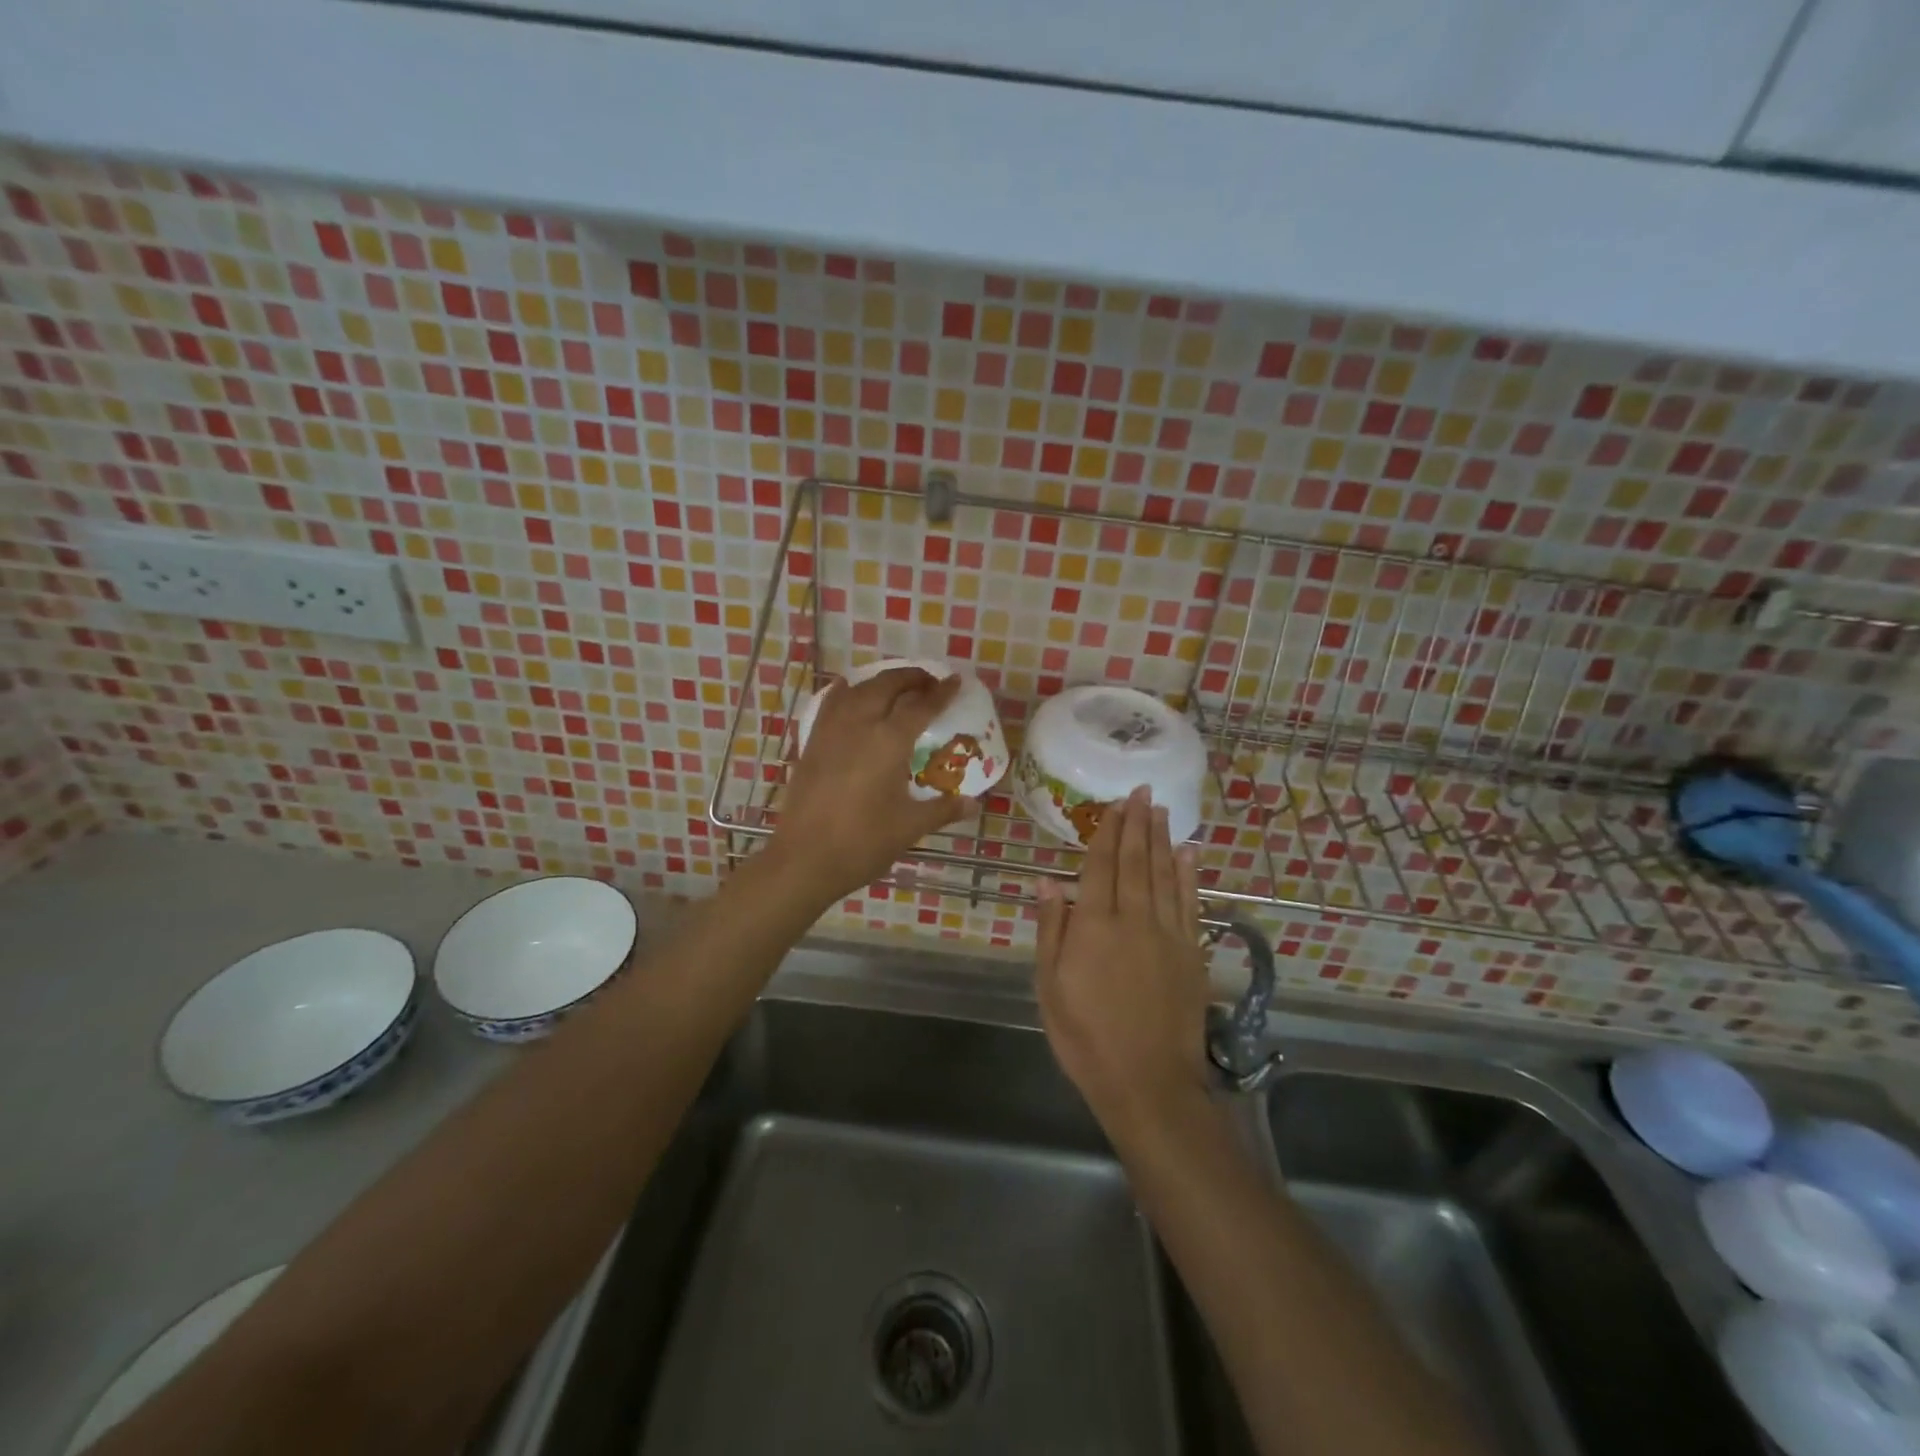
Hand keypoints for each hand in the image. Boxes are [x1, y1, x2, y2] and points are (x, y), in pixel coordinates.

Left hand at [770, 666, 971, 904]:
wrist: (804, 859)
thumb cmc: (863, 843)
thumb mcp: (910, 827)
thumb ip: (943, 809)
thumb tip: (974, 803)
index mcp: (889, 742)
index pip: (921, 706)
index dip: (941, 692)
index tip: (955, 681)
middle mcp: (860, 725)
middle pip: (887, 685)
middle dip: (911, 678)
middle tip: (929, 683)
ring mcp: (831, 731)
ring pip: (858, 689)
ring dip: (881, 682)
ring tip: (896, 688)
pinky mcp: (812, 743)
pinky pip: (831, 704)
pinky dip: (846, 692)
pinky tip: (849, 692)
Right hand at [1036, 787, 1211, 1142]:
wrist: (1147, 1082)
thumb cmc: (1085, 1037)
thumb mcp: (1050, 987)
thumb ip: (1052, 930)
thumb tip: (1048, 881)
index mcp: (1094, 926)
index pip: (1100, 866)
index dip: (1107, 832)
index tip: (1114, 804)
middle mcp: (1133, 919)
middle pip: (1135, 861)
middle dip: (1137, 824)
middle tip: (1141, 792)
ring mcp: (1167, 934)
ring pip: (1164, 874)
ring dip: (1161, 839)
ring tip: (1160, 809)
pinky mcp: (1191, 952)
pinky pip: (1190, 903)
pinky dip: (1189, 874)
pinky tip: (1188, 852)